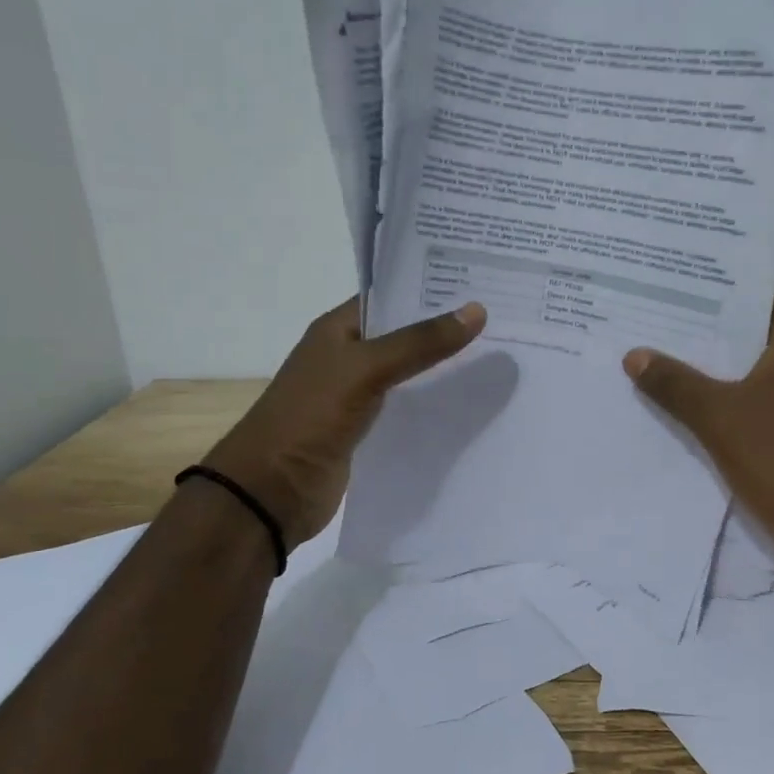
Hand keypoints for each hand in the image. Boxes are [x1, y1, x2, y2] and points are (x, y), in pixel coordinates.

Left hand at [204, 297, 485, 547]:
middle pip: (403, 334)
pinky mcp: (367, 430)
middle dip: (445, 327)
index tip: (480, 283)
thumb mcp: (366, 369)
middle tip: (500, 316)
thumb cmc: (310, 416)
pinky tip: (470, 400)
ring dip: (443, 366)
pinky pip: (407, 407)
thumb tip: (477, 311)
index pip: (389, 296)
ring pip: (409, 372)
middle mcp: (347, 357)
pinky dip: (434, 402)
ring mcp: (357, 395)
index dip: (430, 288)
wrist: (273, 490)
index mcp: (337, 330)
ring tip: (497, 353)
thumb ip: (420, 342)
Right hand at [623, 291, 773, 582]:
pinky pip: (756, 401)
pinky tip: (685, 403)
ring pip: (751, 370)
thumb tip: (634, 354)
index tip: (674, 282)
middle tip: (653, 316)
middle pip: (751, 332)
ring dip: (712, 366)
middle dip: (705, 328)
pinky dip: (725, 398)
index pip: (757, 295)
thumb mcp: (719, 417)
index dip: (717, 287)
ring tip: (659, 354)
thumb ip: (675, 384)